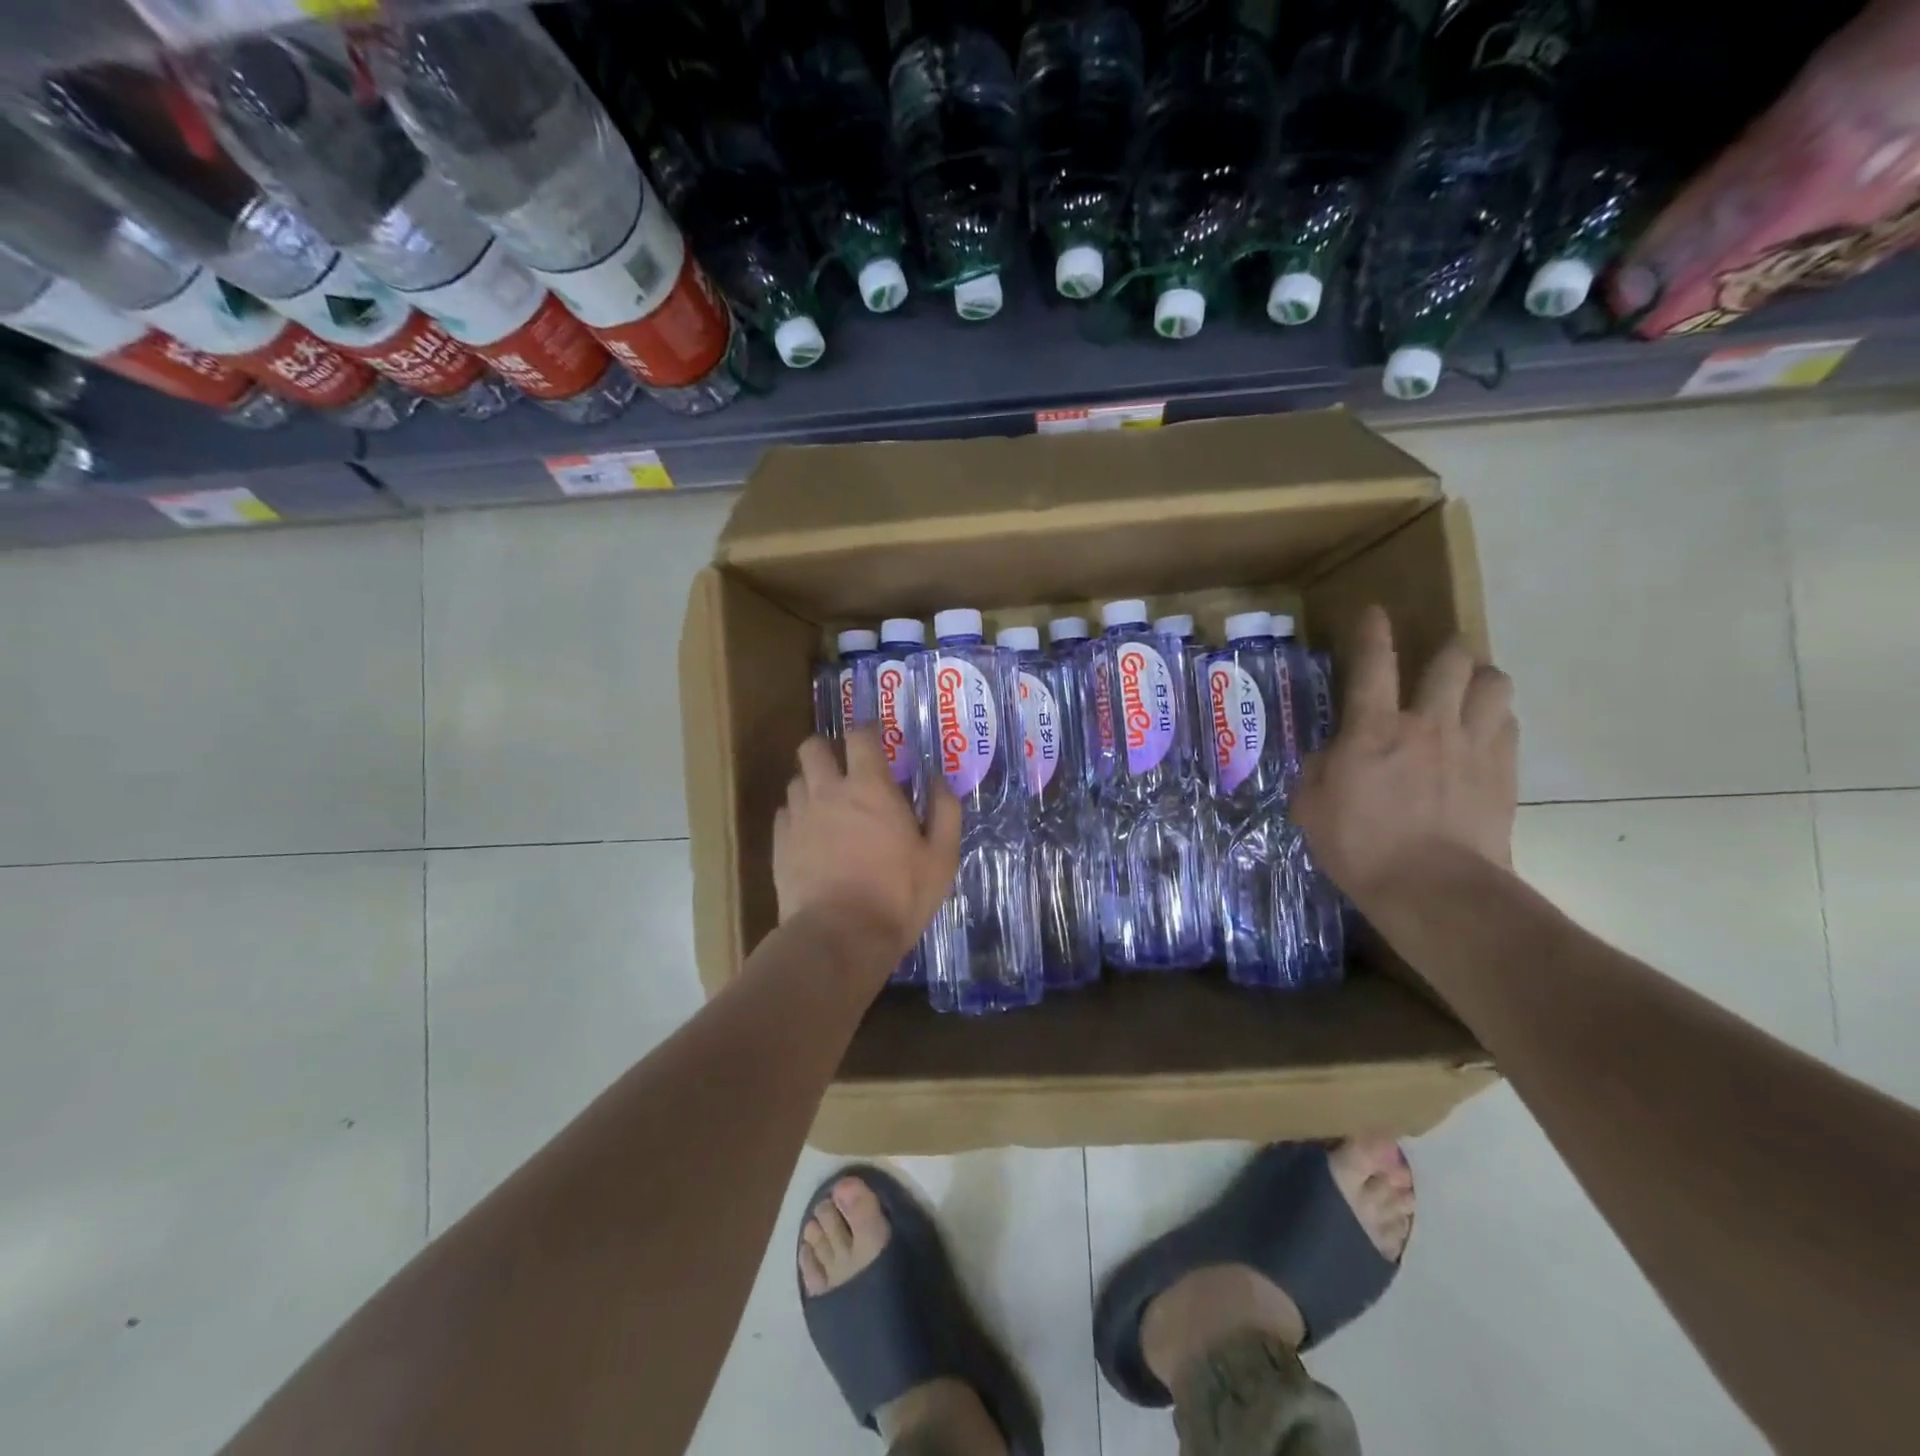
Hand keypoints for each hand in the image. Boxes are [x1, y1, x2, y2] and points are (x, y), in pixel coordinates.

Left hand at [773, 727, 961, 970]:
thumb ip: (944, 810)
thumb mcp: (941, 857)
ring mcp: (799, 816)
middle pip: (812, 747)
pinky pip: (784, 813)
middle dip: (827, 749)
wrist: (839, 937)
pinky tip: (811, 835)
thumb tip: (938, 778)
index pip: (860, 735)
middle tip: (845, 768)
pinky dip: (797, 815)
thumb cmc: (898, 895)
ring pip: (796, 780)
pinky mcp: (779, 844)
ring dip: (812, 783)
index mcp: (870, 787)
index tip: (876, 737)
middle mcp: (828, 791)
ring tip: (828, 805)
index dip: (867, 730)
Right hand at [1291, 605, 1518, 910]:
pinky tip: (1484, 733)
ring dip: (1480, 679)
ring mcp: (1473, 746)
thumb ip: (1317, 772)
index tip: (1374, 612)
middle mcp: (1428, 724)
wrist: (1434, 889)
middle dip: (1445, 650)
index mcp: (1374, 730)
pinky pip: (1510, 725)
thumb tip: (1328, 757)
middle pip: (1452, 660)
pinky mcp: (1504, 772)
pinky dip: (1497, 719)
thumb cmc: (1360, 847)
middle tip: (1436, 661)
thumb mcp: (1311, 809)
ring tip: (1468, 691)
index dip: (1372, 632)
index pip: (1373, 664)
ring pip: (1494, 684)